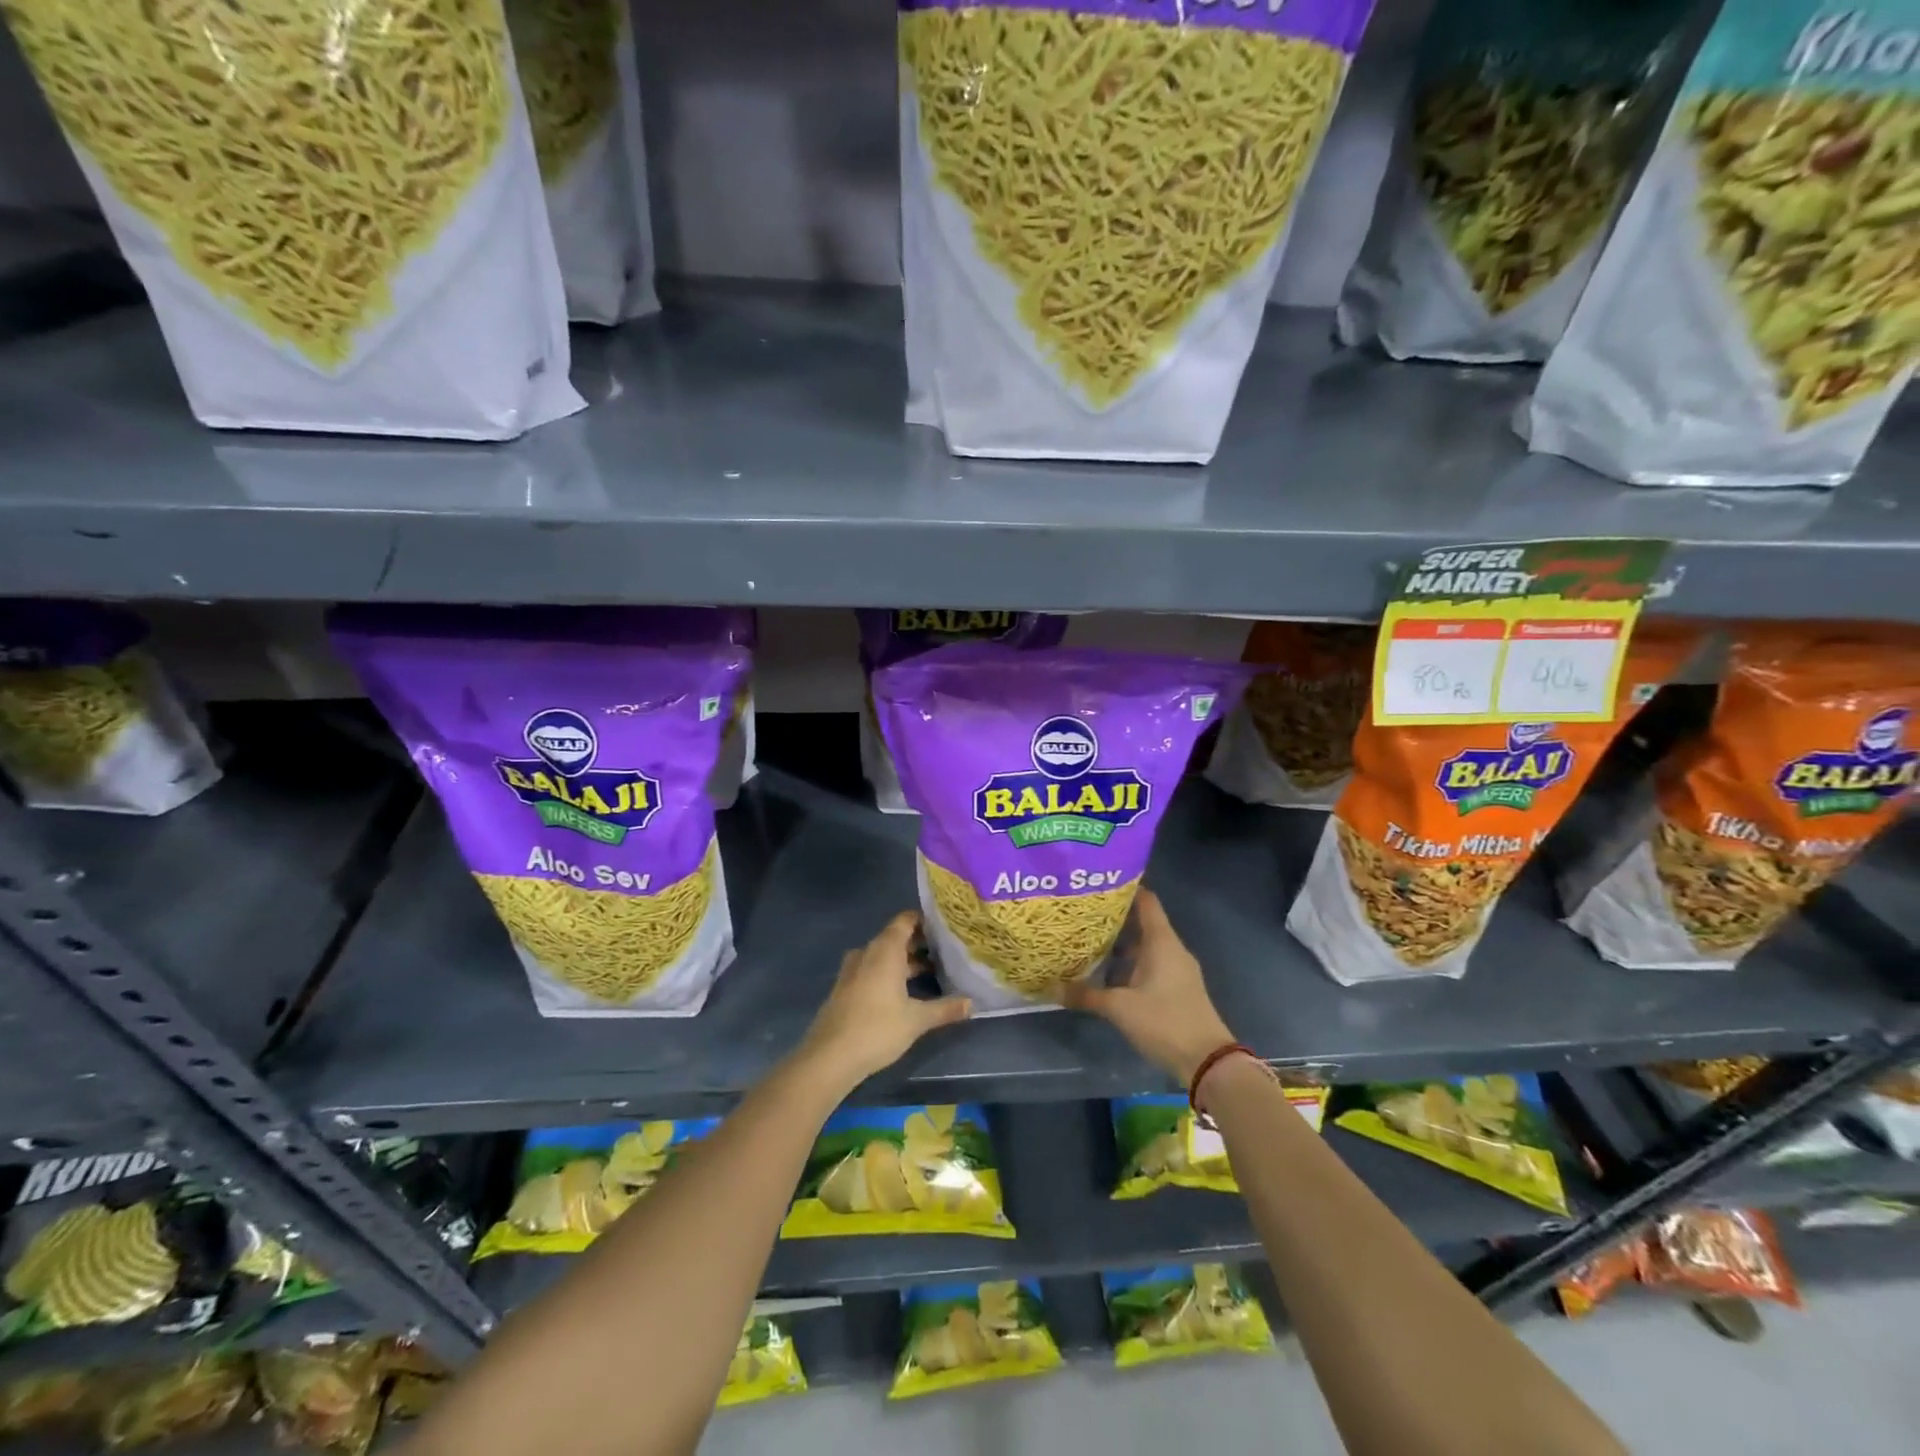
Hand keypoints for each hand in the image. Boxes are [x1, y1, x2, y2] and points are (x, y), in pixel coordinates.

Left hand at [799, 911, 970, 1087]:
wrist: (829, 1057)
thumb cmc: (877, 1029)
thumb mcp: (916, 1020)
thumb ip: (945, 1009)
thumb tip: (972, 1004)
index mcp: (885, 950)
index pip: (905, 920)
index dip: (925, 920)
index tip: (945, 926)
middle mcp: (867, 953)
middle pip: (895, 937)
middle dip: (919, 943)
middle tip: (945, 950)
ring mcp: (852, 970)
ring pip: (883, 956)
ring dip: (904, 961)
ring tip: (930, 971)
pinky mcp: (845, 987)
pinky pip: (871, 969)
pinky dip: (888, 973)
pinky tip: (903, 991)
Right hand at [1057, 888, 1234, 1085]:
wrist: (1207, 1061)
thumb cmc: (1164, 1021)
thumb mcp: (1119, 1008)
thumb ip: (1086, 995)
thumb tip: (1052, 986)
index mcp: (1161, 941)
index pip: (1146, 900)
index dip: (1124, 889)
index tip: (1097, 885)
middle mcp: (1171, 948)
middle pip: (1143, 922)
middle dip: (1115, 918)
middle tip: (1084, 915)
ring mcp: (1177, 969)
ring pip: (1146, 946)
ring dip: (1122, 944)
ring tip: (1090, 942)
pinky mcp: (1178, 988)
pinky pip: (1152, 964)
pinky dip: (1131, 963)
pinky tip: (1109, 974)